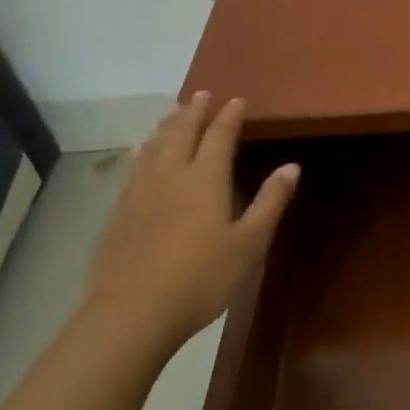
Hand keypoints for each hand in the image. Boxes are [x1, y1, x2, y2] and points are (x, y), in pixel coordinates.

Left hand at [86, 92, 298, 355]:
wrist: (131, 315)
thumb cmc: (202, 278)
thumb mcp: (250, 242)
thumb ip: (270, 201)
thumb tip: (292, 166)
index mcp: (205, 179)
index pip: (219, 136)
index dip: (229, 116)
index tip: (237, 100)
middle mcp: (170, 176)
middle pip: (181, 133)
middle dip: (194, 111)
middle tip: (202, 94)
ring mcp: (139, 194)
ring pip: (153, 147)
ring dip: (166, 126)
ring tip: (173, 114)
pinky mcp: (118, 215)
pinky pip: (132, 168)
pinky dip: (141, 151)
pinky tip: (139, 152)